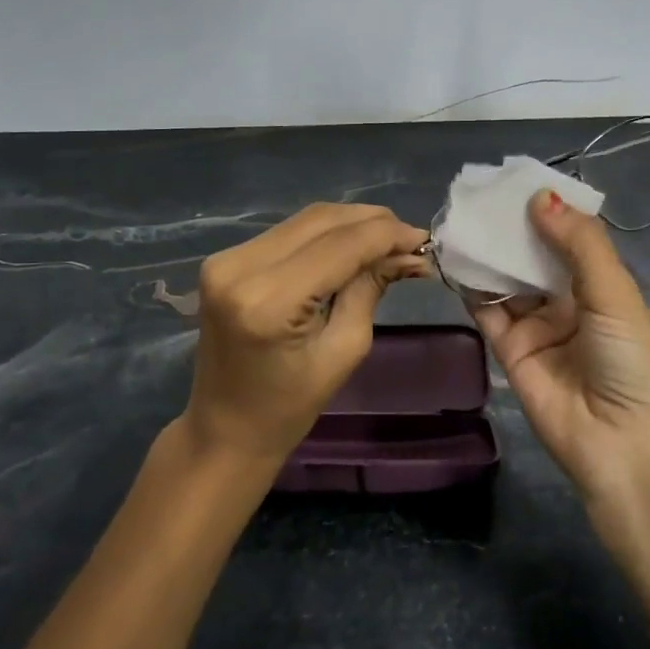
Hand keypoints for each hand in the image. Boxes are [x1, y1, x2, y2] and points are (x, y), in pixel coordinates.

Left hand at [183, 203, 427, 466]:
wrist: (224, 429)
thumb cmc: (289, 407)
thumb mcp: (345, 350)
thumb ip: (370, 289)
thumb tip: (408, 252)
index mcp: (268, 301)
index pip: (340, 246)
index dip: (387, 235)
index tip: (425, 240)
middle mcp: (240, 267)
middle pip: (322, 221)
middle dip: (373, 223)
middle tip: (411, 240)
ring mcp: (227, 259)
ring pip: (305, 220)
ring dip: (351, 224)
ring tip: (388, 241)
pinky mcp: (225, 259)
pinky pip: (287, 232)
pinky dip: (325, 234)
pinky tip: (352, 246)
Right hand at [472, 191, 649, 610]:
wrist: (619, 444)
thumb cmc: (629, 362)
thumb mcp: (614, 294)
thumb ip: (578, 244)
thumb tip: (540, 197)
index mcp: (600, 287)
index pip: (568, 238)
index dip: (546, 211)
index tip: (516, 179)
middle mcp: (566, 302)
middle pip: (532, 256)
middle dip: (511, 228)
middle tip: (479, 192)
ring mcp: (535, 326)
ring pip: (506, 279)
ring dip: (488, 252)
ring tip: (461, 216)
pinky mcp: (508, 349)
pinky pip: (486, 309)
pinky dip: (471, 284)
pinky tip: (456, 255)